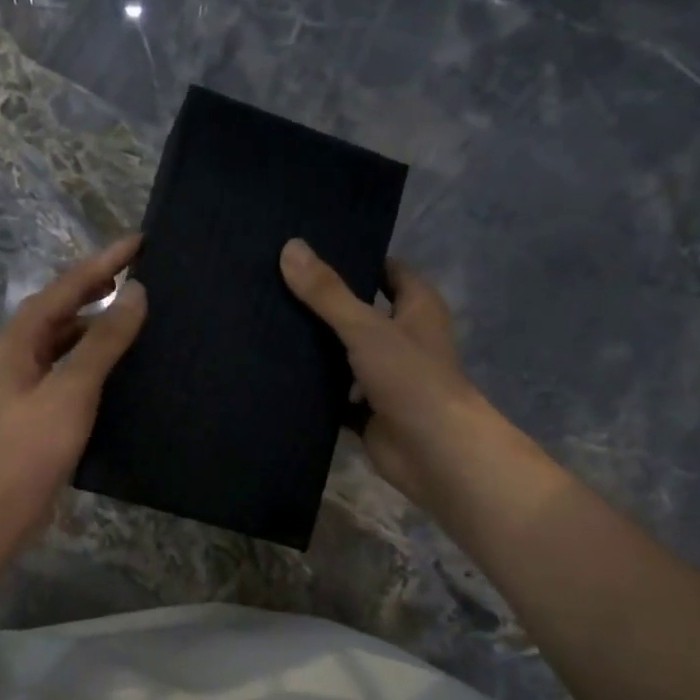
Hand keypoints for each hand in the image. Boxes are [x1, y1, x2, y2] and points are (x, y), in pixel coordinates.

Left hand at [0, 235, 147, 543]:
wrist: (1, 505)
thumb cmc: (32, 444)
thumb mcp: (72, 388)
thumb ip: (104, 340)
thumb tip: (136, 292)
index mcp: (24, 336)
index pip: (69, 285)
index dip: (105, 262)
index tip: (141, 242)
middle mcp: (25, 350)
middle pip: (65, 305)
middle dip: (100, 285)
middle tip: (142, 271)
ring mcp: (33, 380)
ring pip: (70, 337)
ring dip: (100, 321)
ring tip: (139, 311)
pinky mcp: (45, 406)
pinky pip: (75, 366)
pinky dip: (98, 356)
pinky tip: (123, 363)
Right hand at [280, 237, 488, 505]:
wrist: (434, 453)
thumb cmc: (411, 379)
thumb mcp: (365, 327)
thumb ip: (327, 293)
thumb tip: (290, 247)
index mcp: (417, 308)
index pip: (385, 270)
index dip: (354, 258)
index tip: (310, 251)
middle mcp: (403, 338)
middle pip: (359, 312)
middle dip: (324, 304)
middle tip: (274, 286)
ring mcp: (385, 377)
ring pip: (344, 355)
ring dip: (314, 348)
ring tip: (266, 324)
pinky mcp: (368, 411)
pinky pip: (334, 395)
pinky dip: (313, 389)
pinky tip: (277, 374)